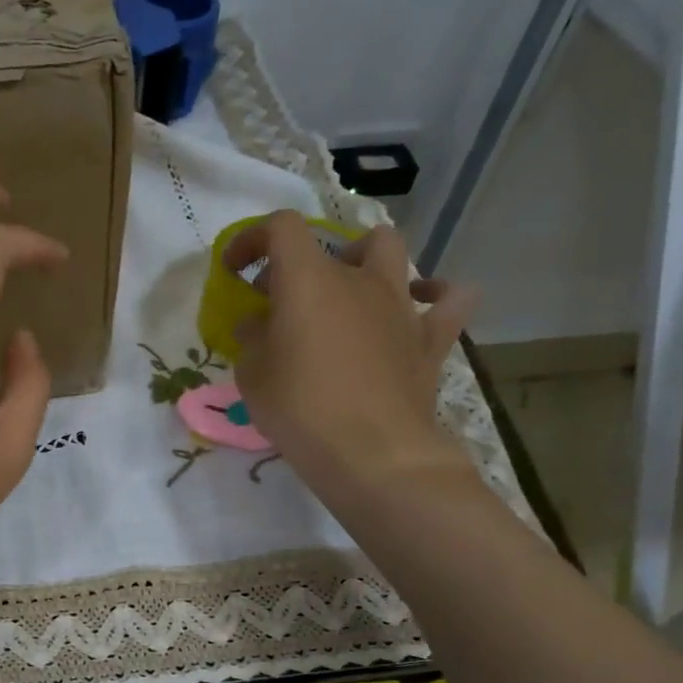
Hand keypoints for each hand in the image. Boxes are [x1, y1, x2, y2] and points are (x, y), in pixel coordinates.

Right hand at [227, 211, 478, 520]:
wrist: (374, 455)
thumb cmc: (301, 410)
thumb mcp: (253, 376)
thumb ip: (252, 339)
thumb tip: (257, 324)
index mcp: (309, 280)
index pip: (280, 228)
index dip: (252, 239)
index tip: (235, 270)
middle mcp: (359, 279)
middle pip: (333, 242)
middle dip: (301, 262)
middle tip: (282, 299)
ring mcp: (401, 305)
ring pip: (392, 252)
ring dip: (365, 260)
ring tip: (347, 290)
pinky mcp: (431, 337)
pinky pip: (448, 299)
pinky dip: (434, 294)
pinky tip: (419, 305)